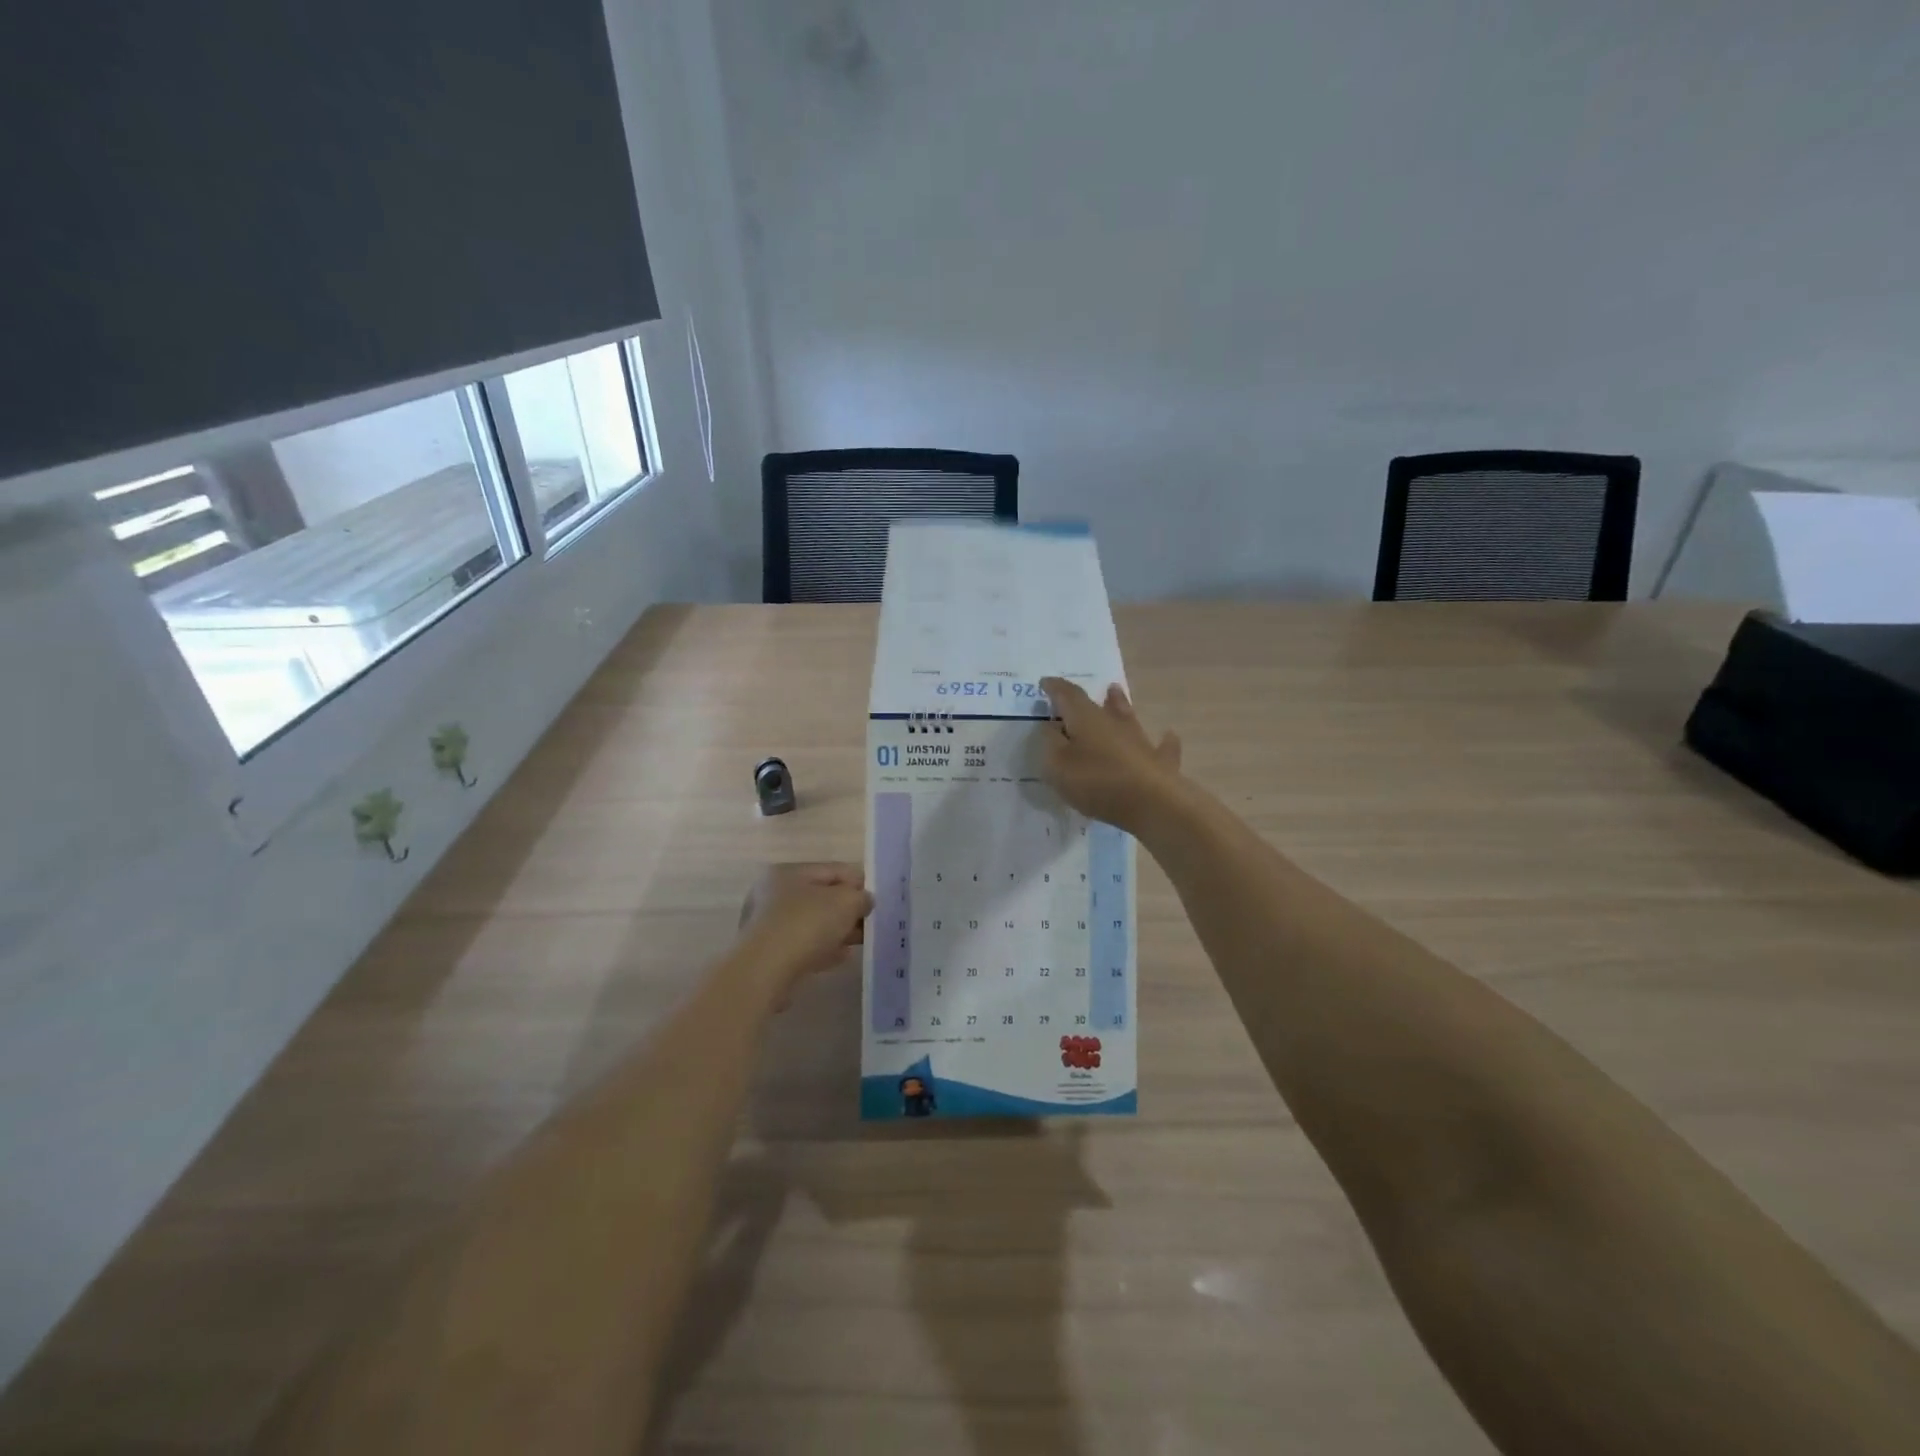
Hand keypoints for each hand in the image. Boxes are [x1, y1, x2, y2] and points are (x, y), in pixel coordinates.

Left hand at [737, 862, 872, 1001]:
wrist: (765, 971)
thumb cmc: (806, 925)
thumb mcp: (846, 902)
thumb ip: (861, 898)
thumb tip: (863, 901)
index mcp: (788, 872)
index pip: (832, 870)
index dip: (858, 882)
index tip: (877, 900)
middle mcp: (772, 894)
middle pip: (820, 898)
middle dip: (846, 910)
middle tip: (869, 923)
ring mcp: (767, 925)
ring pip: (812, 924)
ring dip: (836, 931)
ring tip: (859, 942)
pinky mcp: (767, 955)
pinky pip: (802, 946)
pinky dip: (822, 949)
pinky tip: (840, 957)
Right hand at [1039, 678, 1184, 834]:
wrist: (1151, 802)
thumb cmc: (1096, 781)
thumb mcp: (1057, 765)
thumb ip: (1051, 743)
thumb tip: (1051, 726)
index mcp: (1086, 718)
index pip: (1068, 695)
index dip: (1055, 688)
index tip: (1045, 682)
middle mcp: (1114, 723)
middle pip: (1101, 704)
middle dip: (1091, 697)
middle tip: (1088, 687)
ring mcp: (1140, 740)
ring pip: (1129, 717)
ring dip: (1121, 705)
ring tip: (1117, 693)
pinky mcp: (1160, 762)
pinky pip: (1162, 747)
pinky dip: (1163, 741)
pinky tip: (1168, 735)